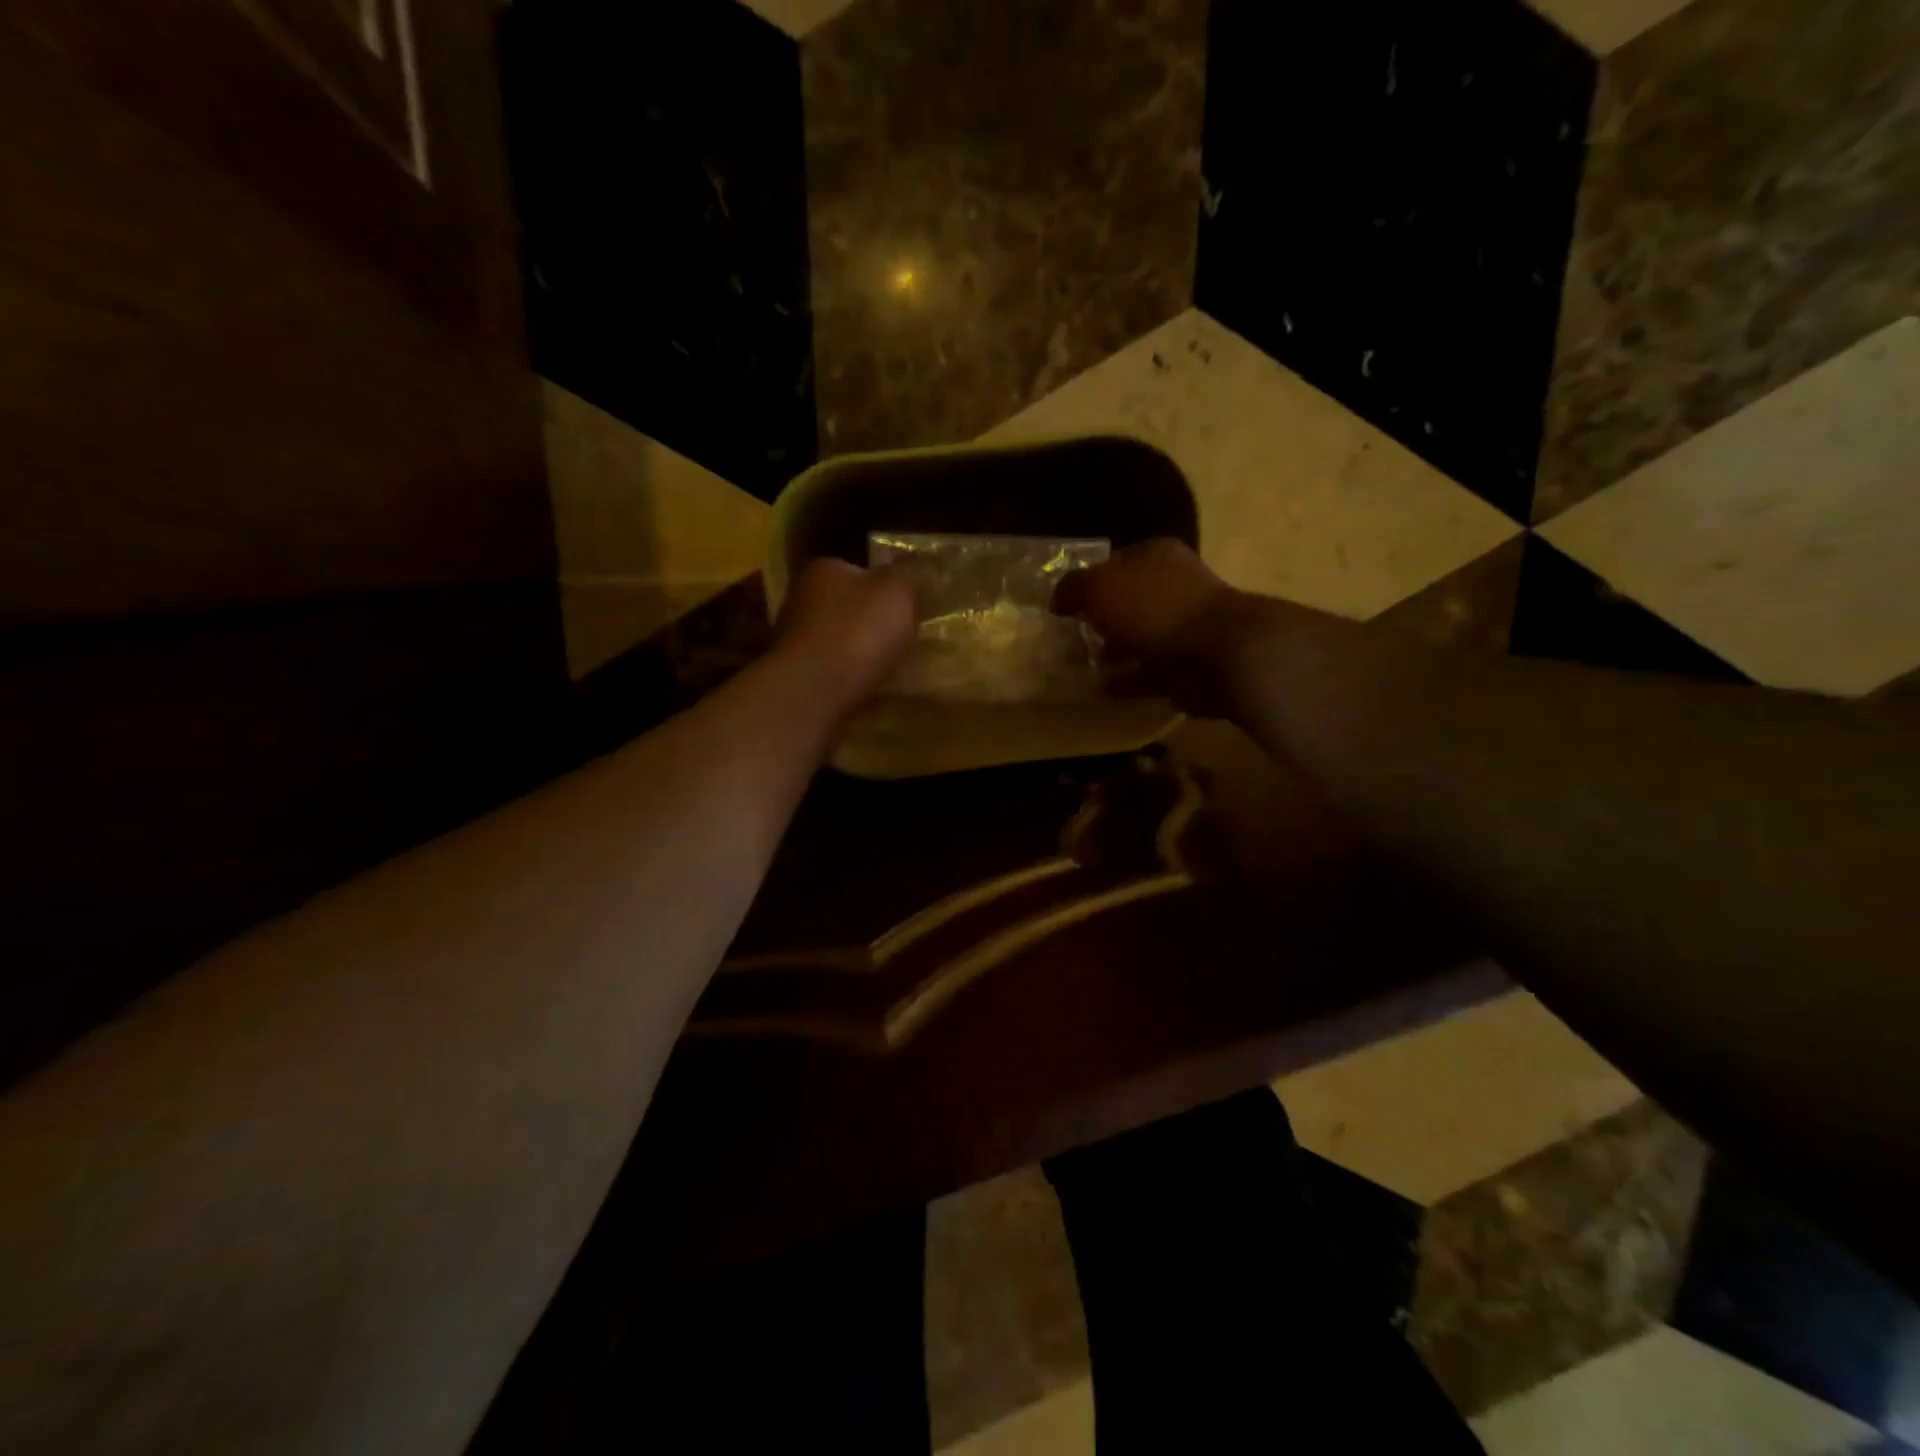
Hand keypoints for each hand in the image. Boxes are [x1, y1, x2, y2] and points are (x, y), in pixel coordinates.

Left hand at [774, 558, 917, 715]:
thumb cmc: (857, 632)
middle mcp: (801, 597)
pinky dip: (848, 674)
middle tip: (903, 639)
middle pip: (848, 605)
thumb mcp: (898, 593)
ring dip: (860, 650)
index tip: (908, 609)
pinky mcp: (796, 672)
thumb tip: (910, 575)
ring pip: (839, 638)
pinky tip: (866, 686)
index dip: (887, 589)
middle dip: (872, 622)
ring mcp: (794, 637)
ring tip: (888, 667)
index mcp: (824, 569)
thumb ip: (908, 577)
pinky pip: (832, 667)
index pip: (861, 570)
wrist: (813, 691)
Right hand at [1051, 538, 1245, 716]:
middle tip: (1068, 638)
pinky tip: (1100, 688)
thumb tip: (1058, 601)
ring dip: (1112, 651)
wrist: (1217, 653)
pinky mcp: (1185, 665)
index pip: (1113, 563)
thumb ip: (1073, 588)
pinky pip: (1146, 672)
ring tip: (1079, 666)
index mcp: (1154, 556)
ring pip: (1136, 637)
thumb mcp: (1100, 586)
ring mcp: (1181, 627)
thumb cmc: (1155, 608)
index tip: (1061, 607)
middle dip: (1099, 619)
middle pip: (1126, 601)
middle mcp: (1170, 587)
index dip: (1086, 582)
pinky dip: (1125, 680)